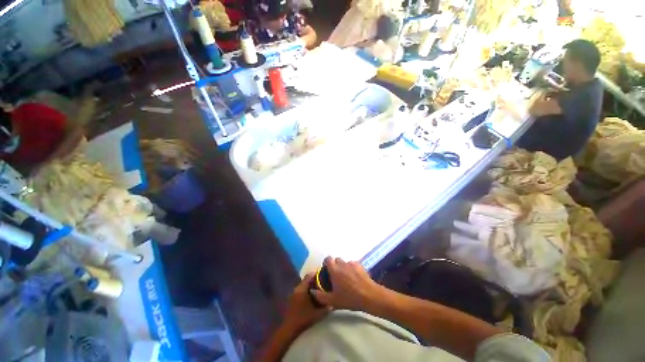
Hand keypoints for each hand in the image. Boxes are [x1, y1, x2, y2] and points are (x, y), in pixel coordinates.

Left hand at [283, 273, 329, 332]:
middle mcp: (297, 288)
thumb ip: (326, 308)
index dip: (317, 274)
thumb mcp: (317, 314)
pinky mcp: (292, 298)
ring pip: (304, 285)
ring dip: (311, 286)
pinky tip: (312, 297)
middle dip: (315, 280)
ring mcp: (293, 293)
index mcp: (302, 288)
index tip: (324, 274)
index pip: (309, 275)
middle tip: (323, 282)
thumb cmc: (303, 318)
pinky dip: (307, 291)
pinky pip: (301, 290)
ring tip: (319, 289)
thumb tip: (333, 303)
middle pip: (307, 279)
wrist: (289, 328)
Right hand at [311, 257, 385, 310]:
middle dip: (335, 266)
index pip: (328, 259)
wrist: (369, 296)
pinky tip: (355, 278)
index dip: (326, 263)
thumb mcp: (333, 301)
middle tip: (336, 276)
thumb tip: (312, 290)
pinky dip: (352, 268)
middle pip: (337, 260)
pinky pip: (353, 264)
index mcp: (335, 270)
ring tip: (346, 278)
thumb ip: (321, 295)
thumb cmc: (350, 298)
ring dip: (344, 267)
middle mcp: (342, 264)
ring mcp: (352, 263)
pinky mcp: (360, 265)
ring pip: (345, 262)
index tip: (326, 270)